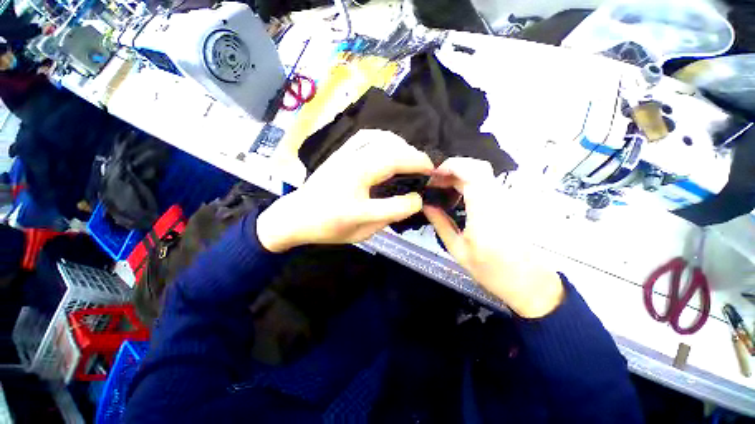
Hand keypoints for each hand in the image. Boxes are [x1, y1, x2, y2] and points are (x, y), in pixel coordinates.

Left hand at [258, 129, 433, 252]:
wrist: (296, 216)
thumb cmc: (328, 226)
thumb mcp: (363, 230)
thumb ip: (391, 213)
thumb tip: (416, 200)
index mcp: (357, 184)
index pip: (396, 172)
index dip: (419, 169)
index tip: (434, 173)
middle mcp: (352, 164)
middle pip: (391, 151)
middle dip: (415, 156)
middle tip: (427, 168)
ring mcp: (345, 155)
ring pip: (380, 138)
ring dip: (401, 145)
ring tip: (411, 158)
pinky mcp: (340, 152)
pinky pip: (366, 136)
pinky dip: (384, 138)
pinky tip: (389, 147)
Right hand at [423, 158, 563, 317]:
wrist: (527, 280)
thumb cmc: (491, 270)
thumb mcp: (458, 249)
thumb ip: (440, 223)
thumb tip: (426, 205)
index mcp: (485, 211)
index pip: (471, 173)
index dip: (450, 166)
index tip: (433, 176)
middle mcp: (498, 199)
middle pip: (477, 167)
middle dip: (452, 169)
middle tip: (435, 183)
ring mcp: (506, 199)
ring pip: (482, 173)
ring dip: (459, 175)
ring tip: (442, 188)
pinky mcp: (508, 202)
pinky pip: (486, 182)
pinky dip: (468, 182)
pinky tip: (457, 195)